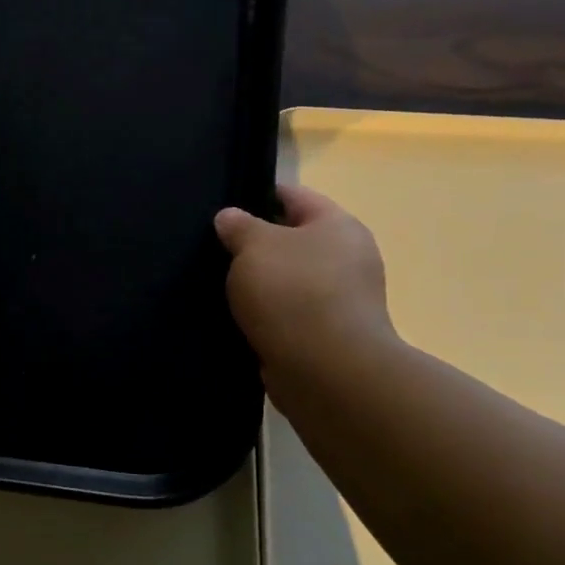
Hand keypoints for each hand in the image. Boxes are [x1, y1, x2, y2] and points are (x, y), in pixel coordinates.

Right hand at [215, 185, 394, 370]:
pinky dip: (268, 314)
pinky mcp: (329, 335)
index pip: (293, 196)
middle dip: (256, 244)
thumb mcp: (254, 246)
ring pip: (289, 279)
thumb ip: (238, 226)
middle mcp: (348, 258)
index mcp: (338, 225)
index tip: (224, 206)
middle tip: (215, 249)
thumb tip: (230, 217)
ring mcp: (342, 300)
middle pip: (293, 239)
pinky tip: (238, 318)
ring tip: (219, 285)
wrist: (325, 370)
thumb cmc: (292, 293)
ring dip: (260, 283)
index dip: (257, 195)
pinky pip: (290, 313)